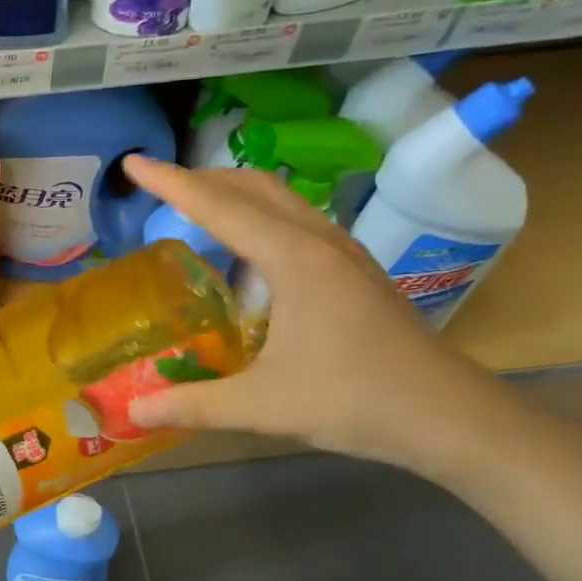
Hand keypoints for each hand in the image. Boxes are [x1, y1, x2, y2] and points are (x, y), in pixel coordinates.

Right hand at [122, 157, 514, 471]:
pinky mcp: (354, 271)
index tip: (133, 164)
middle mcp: (319, 242)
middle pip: (254, 187)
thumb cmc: (355, 401)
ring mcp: (342, 253)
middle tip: (158, 189)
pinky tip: (247, 253)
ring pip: (281, 199)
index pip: (220, 208)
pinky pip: (296, 221)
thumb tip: (133, 410)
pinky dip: (259, 216)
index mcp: (294, 260)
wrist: (448, 416)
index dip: (171, 184)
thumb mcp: (263, 407)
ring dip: (234, 194)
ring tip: (196, 209)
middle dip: (201, 180)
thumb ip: (193, 405)